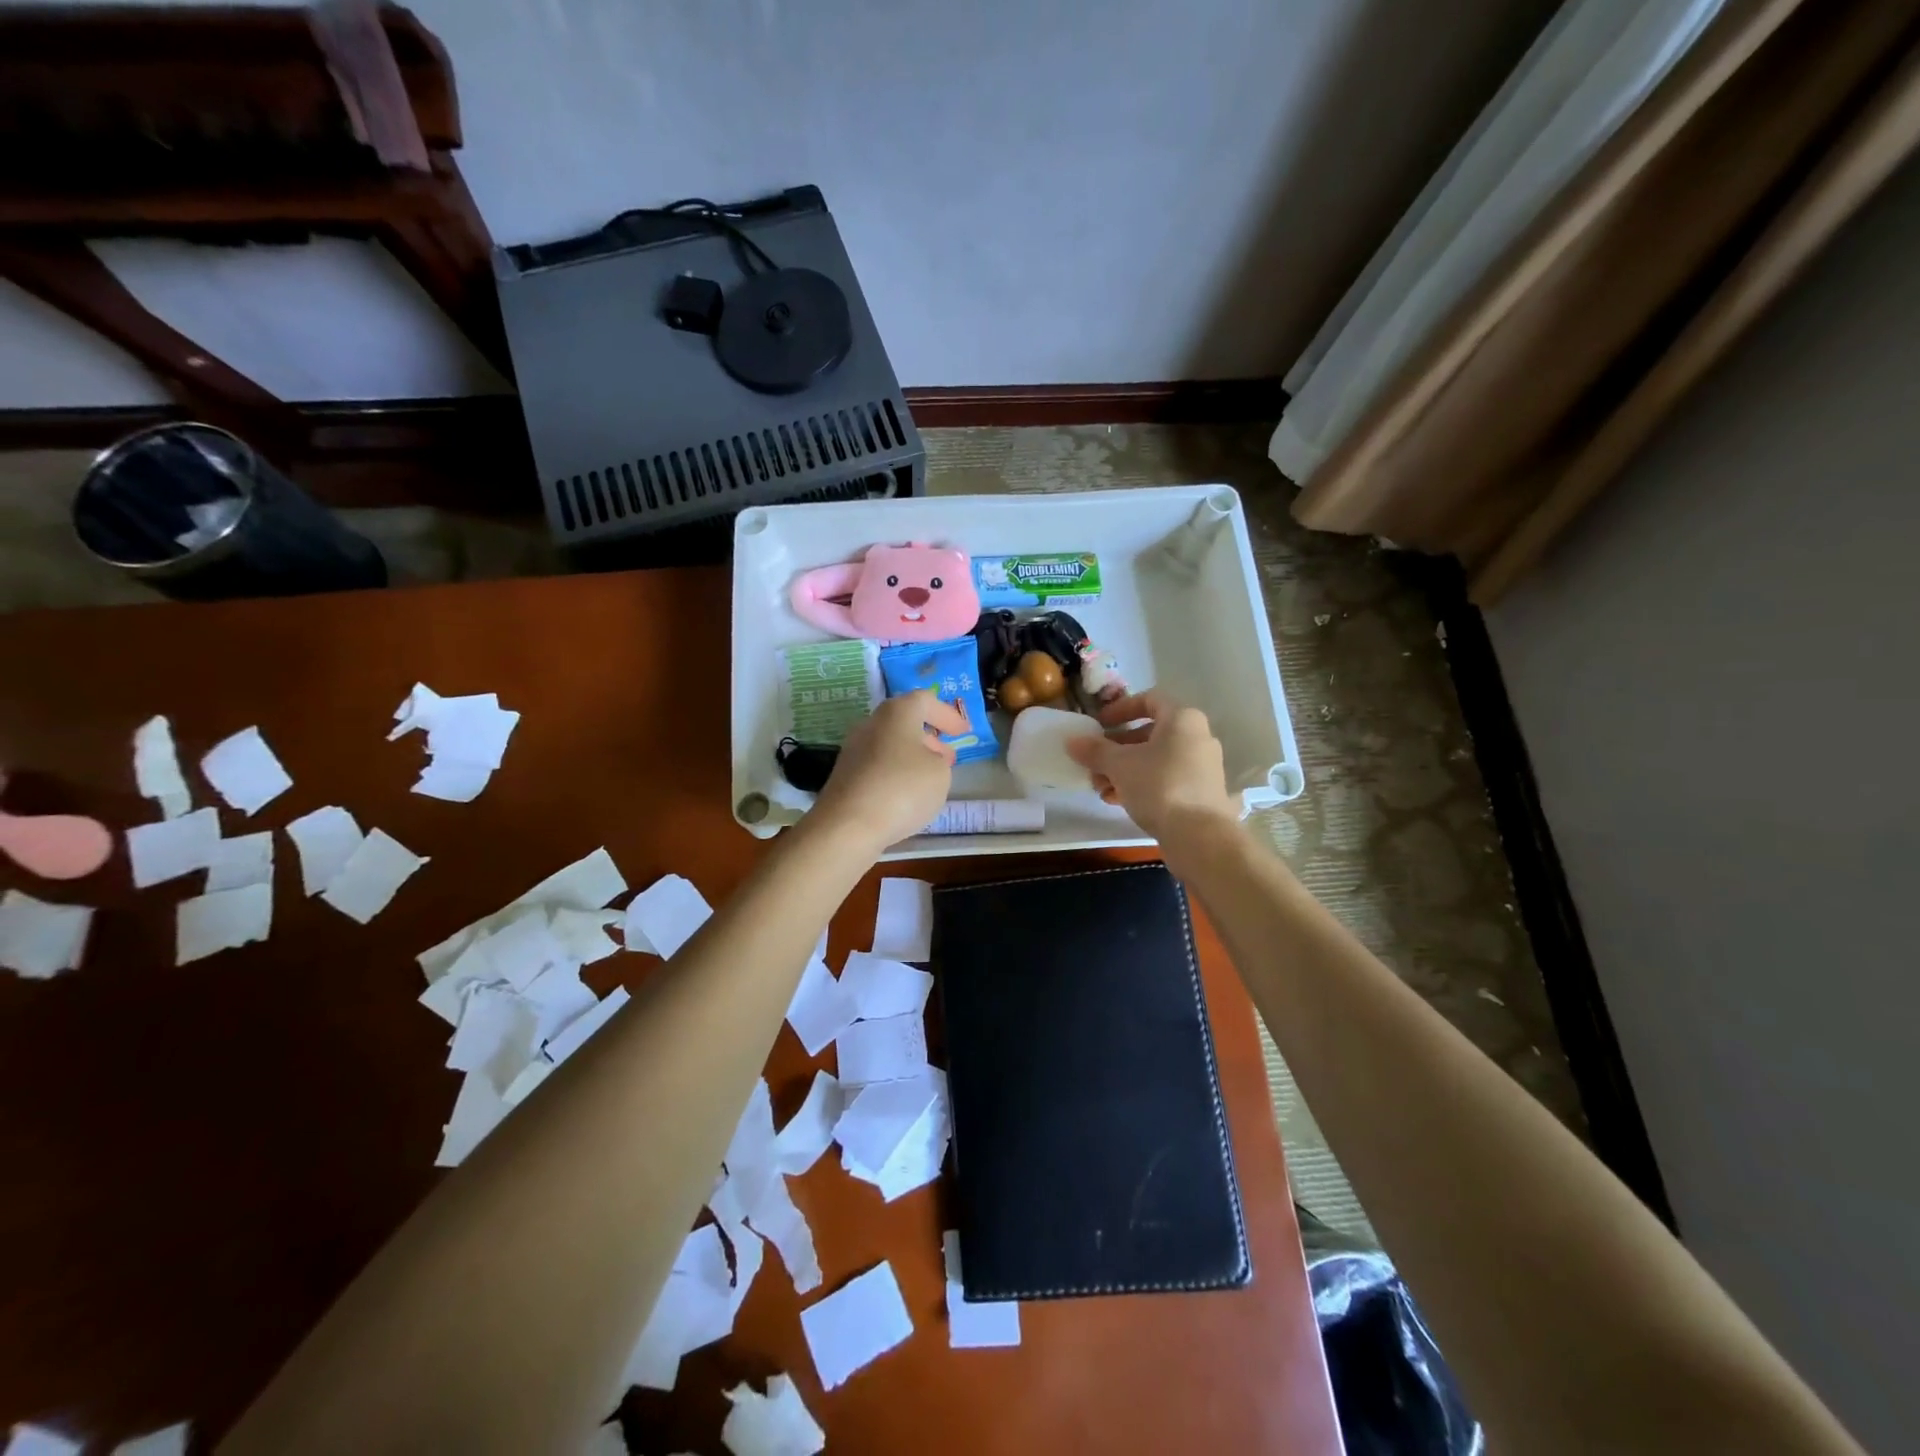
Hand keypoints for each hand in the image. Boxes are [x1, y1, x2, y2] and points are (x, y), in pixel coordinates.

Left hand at [810, 690, 967, 852]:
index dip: (947, 714)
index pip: (925, 700)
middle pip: (904, 721)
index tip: (964, 732)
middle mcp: (871, 724)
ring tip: (931, 778)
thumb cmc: (902, 789)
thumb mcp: (940, 773)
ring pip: (890, 744)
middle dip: (929, 737)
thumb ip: (940, 759)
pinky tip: (906, 795)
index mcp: (896, 713)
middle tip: (948, 755)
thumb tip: (928, 758)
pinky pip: (878, 766)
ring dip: (913, 756)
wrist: (847, 825)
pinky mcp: (845, 776)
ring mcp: (854, 750)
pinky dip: (896, 773)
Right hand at [1066, 690, 1240, 847]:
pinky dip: (1141, 784)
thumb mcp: (1119, 765)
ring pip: (1155, 759)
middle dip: (1116, 748)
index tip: (1099, 724)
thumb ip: (1095, 750)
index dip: (1120, 709)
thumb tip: (1072, 741)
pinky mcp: (1201, 792)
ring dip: (1124, 770)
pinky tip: (1117, 801)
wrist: (1200, 836)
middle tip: (1094, 762)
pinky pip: (1165, 778)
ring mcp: (1202, 766)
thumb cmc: (1159, 786)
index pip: (1149, 700)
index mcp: (1182, 719)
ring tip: (1100, 788)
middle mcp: (1197, 737)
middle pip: (1149, 733)